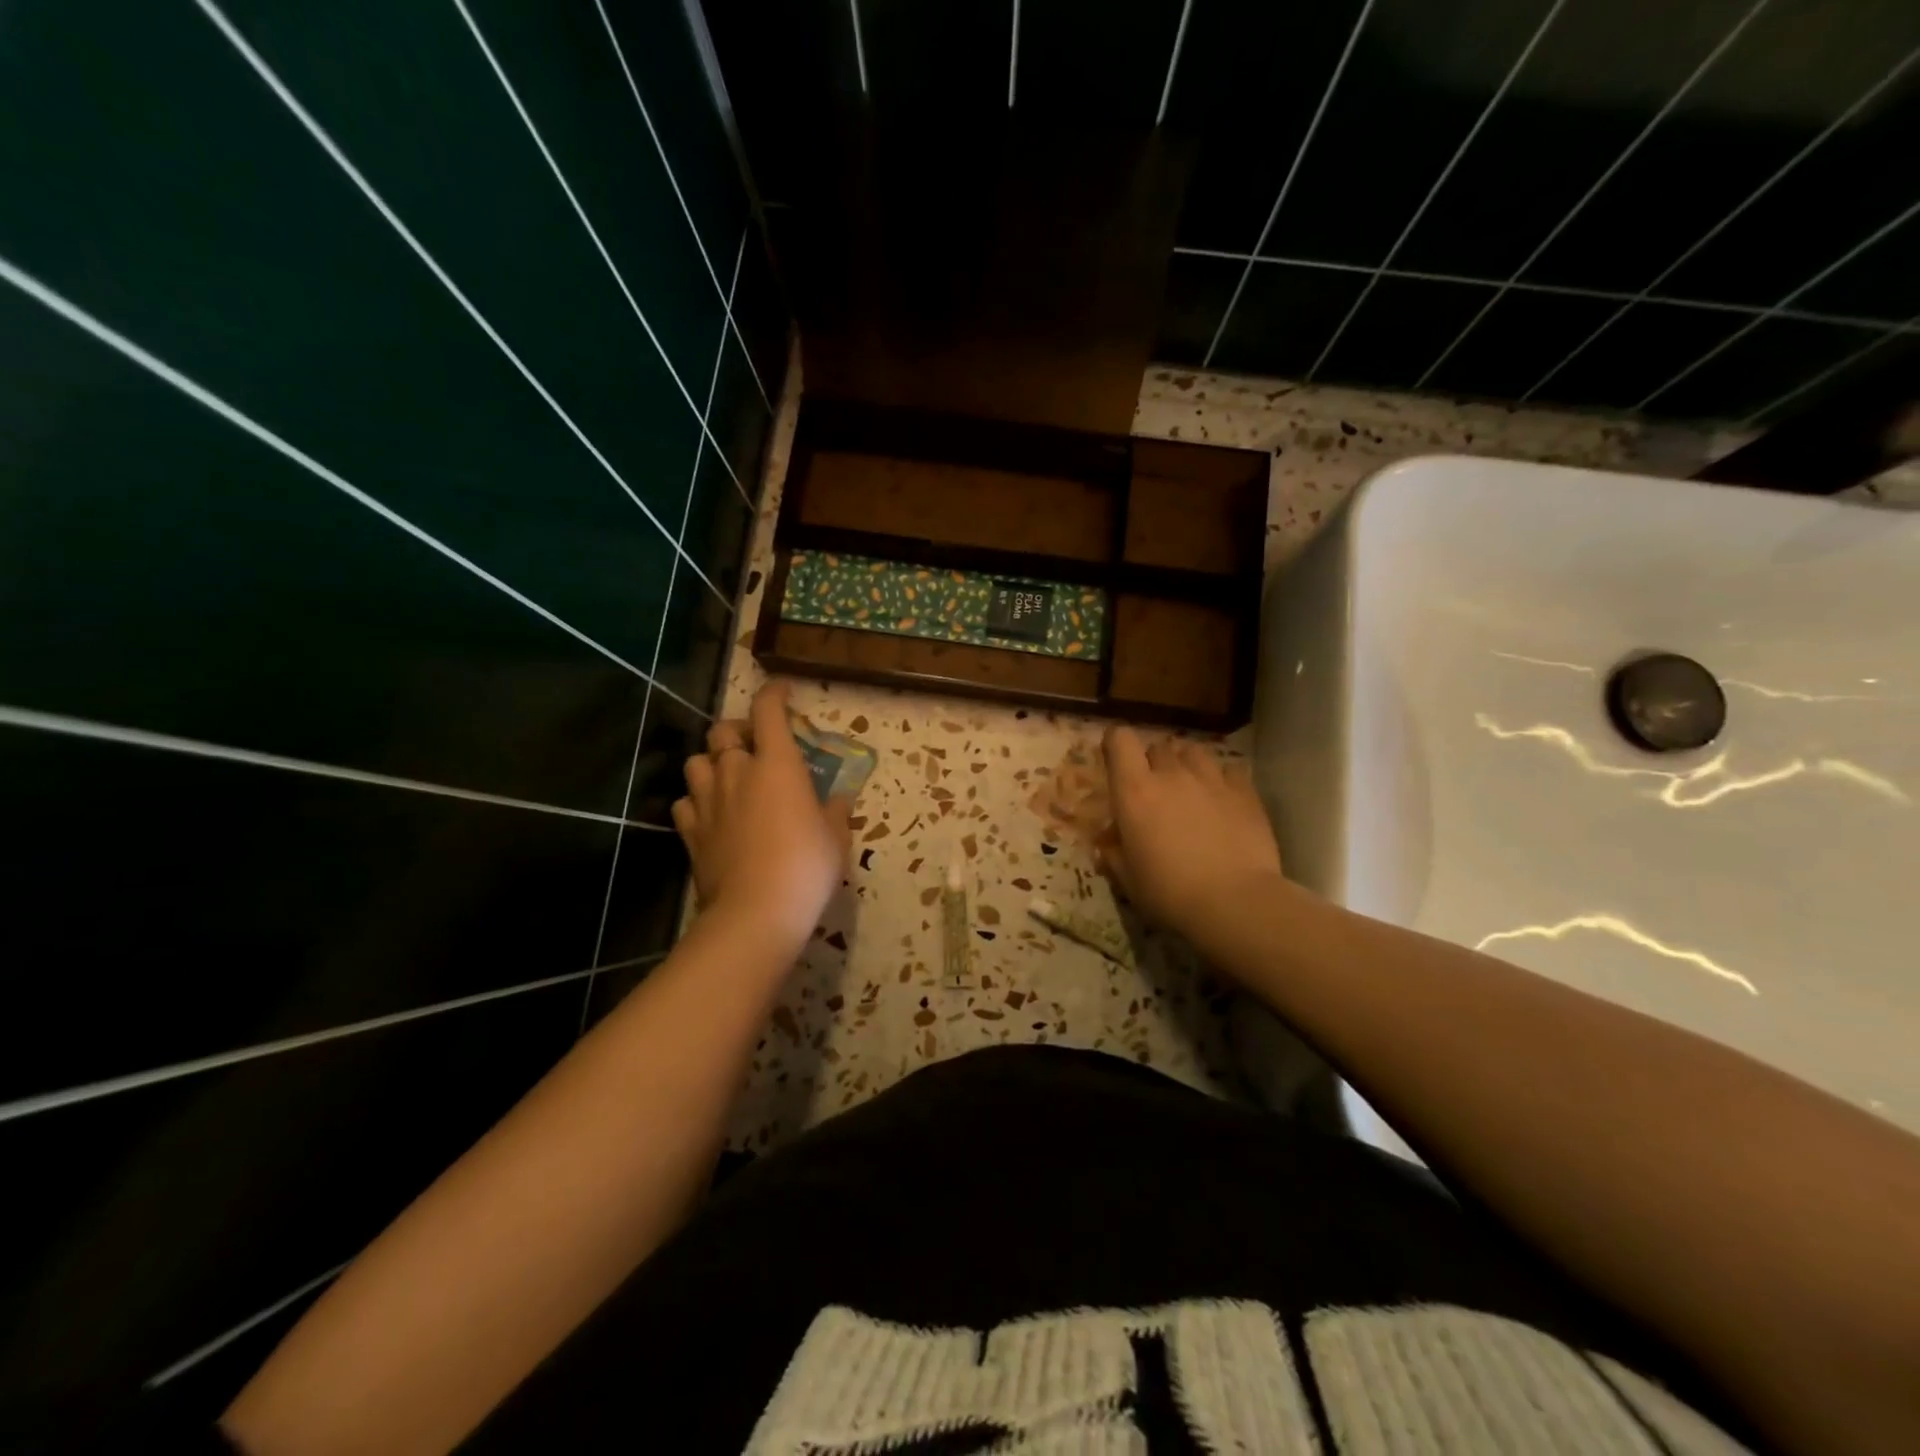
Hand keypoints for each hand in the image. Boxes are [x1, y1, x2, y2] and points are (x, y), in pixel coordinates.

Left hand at [672, 681, 851, 957]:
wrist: (757, 911)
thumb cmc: (807, 866)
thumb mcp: (836, 837)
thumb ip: (835, 811)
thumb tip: (838, 799)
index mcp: (777, 763)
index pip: (768, 710)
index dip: (773, 694)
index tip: (782, 692)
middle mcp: (737, 771)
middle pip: (723, 731)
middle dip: (738, 730)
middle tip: (754, 743)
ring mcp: (708, 801)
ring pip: (696, 762)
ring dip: (711, 762)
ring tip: (727, 776)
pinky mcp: (690, 831)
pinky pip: (684, 802)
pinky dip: (696, 801)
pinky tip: (710, 813)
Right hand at [1097, 727, 1284, 940]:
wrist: (1235, 903)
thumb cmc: (1169, 893)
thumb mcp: (1128, 880)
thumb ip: (1114, 855)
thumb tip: (1108, 845)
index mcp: (1134, 791)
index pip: (1120, 740)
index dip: (1116, 744)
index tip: (1116, 762)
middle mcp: (1171, 774)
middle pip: (1158, 747)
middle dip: (1153, 763)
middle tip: (1156, 790)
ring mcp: (1211, 779)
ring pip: (1194, 752)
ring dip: (1186, 765)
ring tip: (1190, 789)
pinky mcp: (1245, 792)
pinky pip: (1229, 770)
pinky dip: (1222, 779)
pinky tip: (1223, 800)